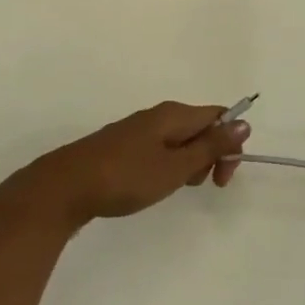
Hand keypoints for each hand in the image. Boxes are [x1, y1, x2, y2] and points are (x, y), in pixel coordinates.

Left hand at [0, 102, 249, 234]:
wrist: (61, 189)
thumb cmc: (125, 178)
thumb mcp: (175, 167)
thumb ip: (211, 146)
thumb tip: (244, 123)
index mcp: (174, 114)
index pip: (219, 116)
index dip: (230, 143)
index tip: (222, 178)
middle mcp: (158, 115)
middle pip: (201, 127)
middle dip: (210, 155)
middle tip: (198, 185)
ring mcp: (137, 130)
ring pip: (179, 140)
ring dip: (188, 163)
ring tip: (173, 188)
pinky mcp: (121, 146)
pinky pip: (159, 148)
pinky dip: (167, 165)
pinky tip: (152, 185)